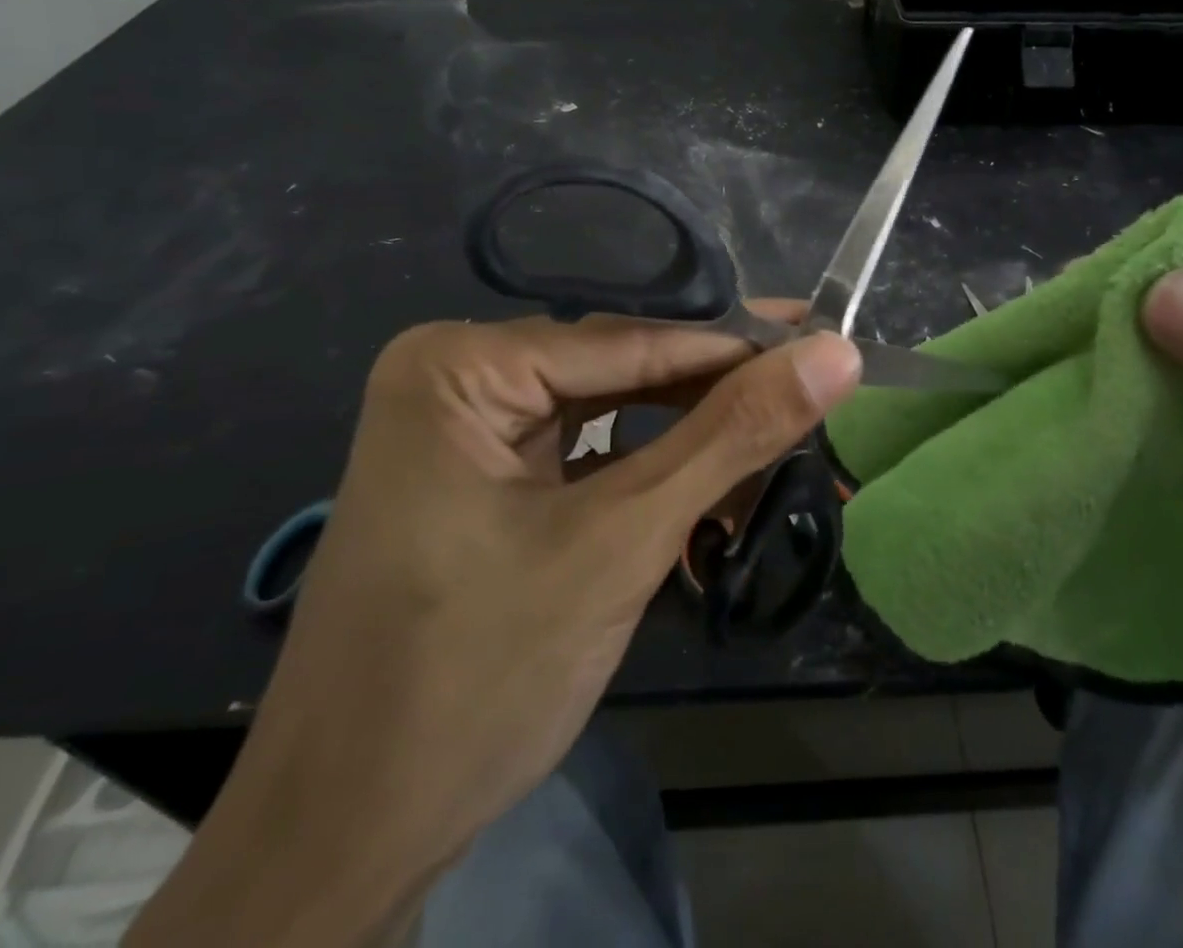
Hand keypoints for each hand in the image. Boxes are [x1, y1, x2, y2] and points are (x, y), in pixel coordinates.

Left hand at [126, 310, 860, 947]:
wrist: (345, 842)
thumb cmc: (478, 676)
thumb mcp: (622, 540)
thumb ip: (732, 436)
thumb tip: (837, 353)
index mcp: (460, 364)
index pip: (632, 340)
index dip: (738, 347)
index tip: (829, 344)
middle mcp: (455, 377)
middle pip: (620, 371)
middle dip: (716, 394)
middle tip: (816, 389)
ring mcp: (464, 431)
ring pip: (608, 412)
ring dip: (690, 435)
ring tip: (778, 438)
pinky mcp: (481, 480)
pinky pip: (584, 452)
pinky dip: (650, 470)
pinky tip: (711, 483)